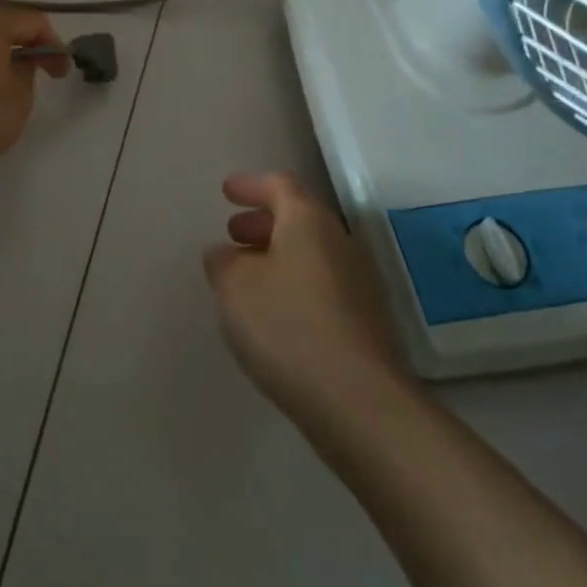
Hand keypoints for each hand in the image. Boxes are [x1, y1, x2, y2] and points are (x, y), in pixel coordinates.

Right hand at [204, 172, 407, 422]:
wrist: (359, 401)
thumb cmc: (288, 327)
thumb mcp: (234, 287)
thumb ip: (223, 262)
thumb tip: (226, 253)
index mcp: (308, 222)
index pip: (280, 186)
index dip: (251, 185)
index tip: (227, 191)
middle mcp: (339, 242)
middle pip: (299, 218)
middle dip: (263, 221)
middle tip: (233, 233)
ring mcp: (357, 282)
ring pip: (309, 252)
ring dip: (276, 254)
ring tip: (245, 274)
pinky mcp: (363, 320)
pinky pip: (319, 283)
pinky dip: (292, 282)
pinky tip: (272, 311)